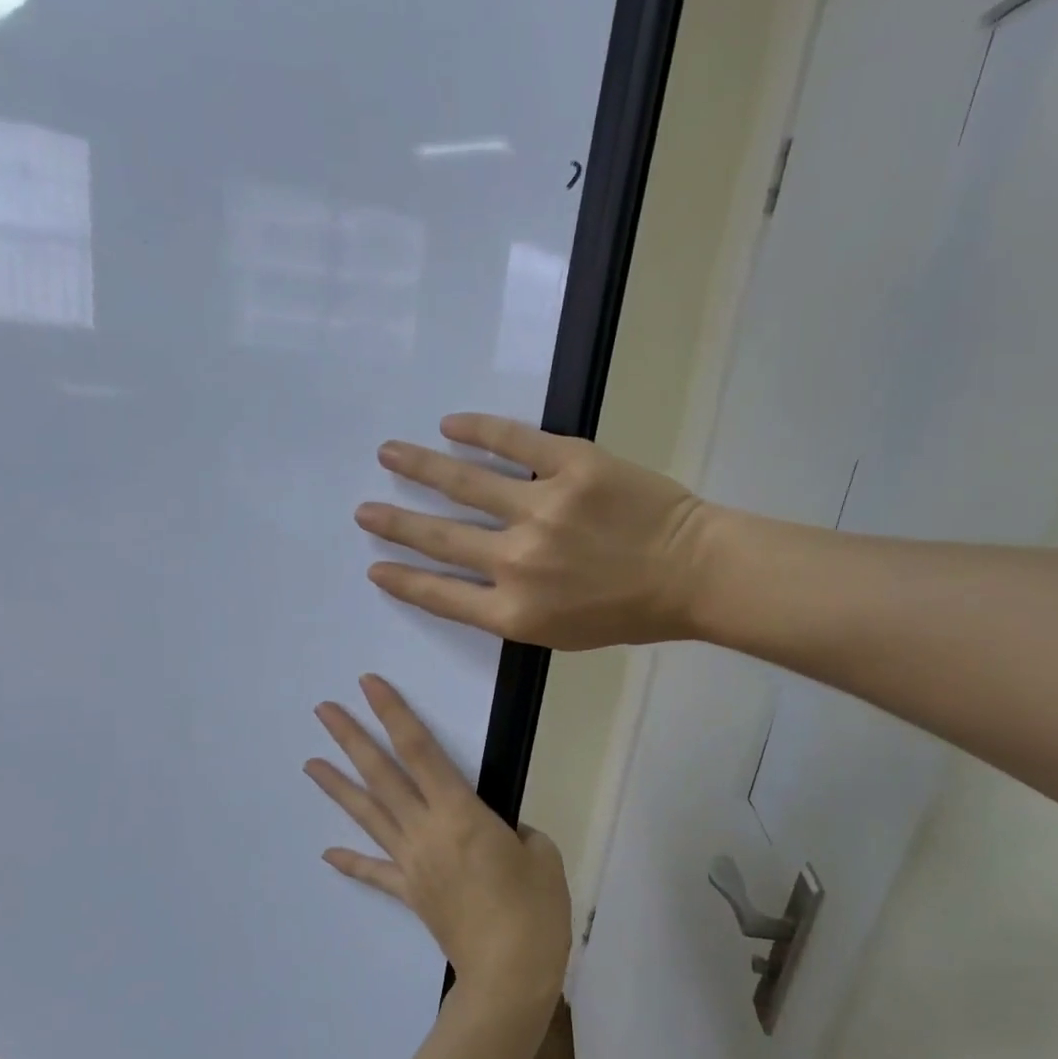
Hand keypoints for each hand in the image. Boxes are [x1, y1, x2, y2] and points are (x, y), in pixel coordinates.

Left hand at [304, 675, 570, 1008]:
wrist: (509, 976)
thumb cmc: (534, 910)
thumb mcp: (541, 854)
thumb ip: (515, 831)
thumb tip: (497, 831)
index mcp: (460, 813)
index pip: (420, 750)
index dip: (394, 713)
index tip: (369, 685)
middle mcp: (426, 830)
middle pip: (382, 775)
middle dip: (352, 738)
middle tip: (323, 710)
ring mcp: (412, 863)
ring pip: (369, 816)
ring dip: (339, 787)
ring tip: (310, 763)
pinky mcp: (410, 893)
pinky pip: (375, 872)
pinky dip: (351, 862)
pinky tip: (327, 852)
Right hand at [355, 413, 709, 649]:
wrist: (693, 572)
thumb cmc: (630, 613)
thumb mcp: (562, 634)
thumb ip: (512, 610)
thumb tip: (474, 578)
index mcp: (515, 611)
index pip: (440, 595)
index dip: (403, 580)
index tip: (375, 567)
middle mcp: (517, 561)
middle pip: (440, 538)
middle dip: (395, 524)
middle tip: (364, 510)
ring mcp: (543, 508)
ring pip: (465, 483)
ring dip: (420, 467)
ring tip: (388, 454)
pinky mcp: (571, 464)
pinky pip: (514, 441)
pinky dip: (479, 430)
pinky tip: (450, 425)